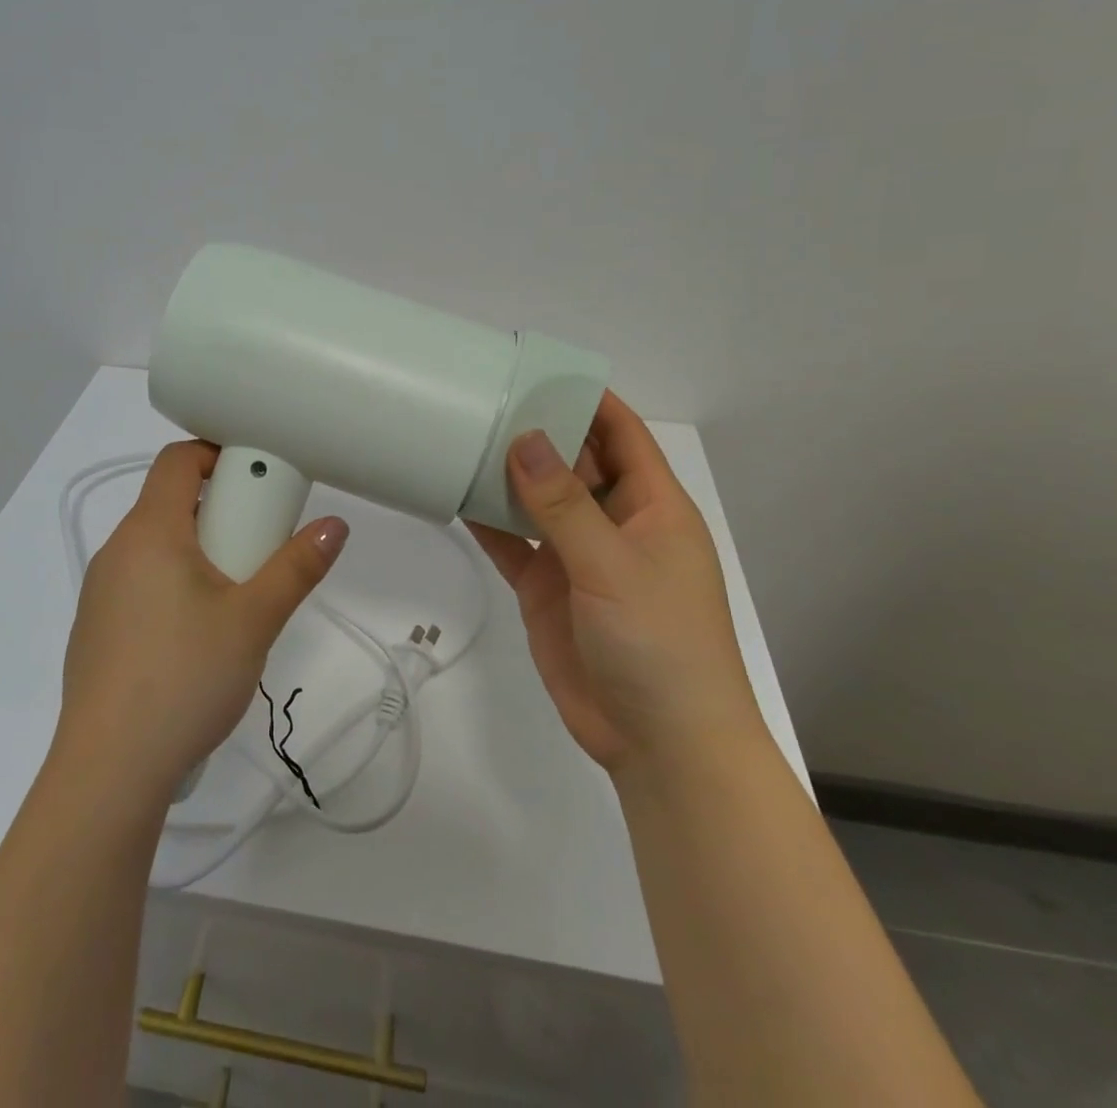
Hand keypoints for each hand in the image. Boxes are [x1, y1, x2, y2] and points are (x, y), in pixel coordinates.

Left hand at [54, 441, 348, 803]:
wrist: (109, 770)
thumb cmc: (185, 677)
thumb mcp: (254, 620)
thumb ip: (297, 567)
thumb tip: (335, 525)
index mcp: (150, 532)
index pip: (177, 459)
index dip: (217, 454)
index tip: (257, 480)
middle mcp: (118, 551)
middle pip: (171, 503)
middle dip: (221, 513)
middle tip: (260, 548)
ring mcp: (101, 592)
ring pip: (158, 547)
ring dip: (200, 552)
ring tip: (236, 599)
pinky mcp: (97, 629)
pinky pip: (142, 583)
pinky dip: (175, 585)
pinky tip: (197, 639)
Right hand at [466, 392, 764, 779]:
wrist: (660, 744)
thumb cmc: (659, 642)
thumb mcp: (613, 565)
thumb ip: (563, 505)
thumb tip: (524, 439)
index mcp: (652, 507)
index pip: (622, 434)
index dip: (588, 399)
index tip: (539, 371)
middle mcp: (616, 523)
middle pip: (574, 462)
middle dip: (537, 432)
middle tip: (483, 401)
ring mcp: (579, 558)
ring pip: (539, 502)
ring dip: (507, 476)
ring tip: (461, 439)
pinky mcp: (549, 590)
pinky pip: (515, 544)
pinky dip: (490, 523)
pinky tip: (456, 498)